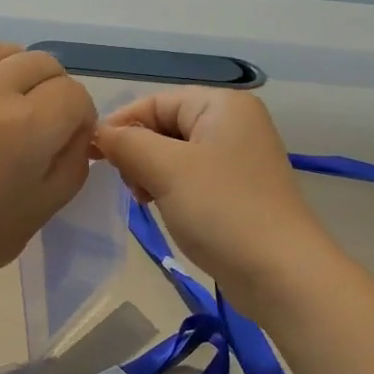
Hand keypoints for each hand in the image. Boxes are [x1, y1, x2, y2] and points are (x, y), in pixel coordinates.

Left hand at [0, 43, 97, 312]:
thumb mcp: (43, 209)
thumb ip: (72, 160)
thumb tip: (76, 130)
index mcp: (25, 126)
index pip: (74, 94)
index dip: (80, 118)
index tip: (68, 142)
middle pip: (43, 63)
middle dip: (54, 92)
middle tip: (42, 127)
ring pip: (4, 52)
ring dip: (18, 76)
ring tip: (7, 112)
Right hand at [96, 88, 342, 318]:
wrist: (280, 272)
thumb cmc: (222, 210)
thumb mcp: (167, 170)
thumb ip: (128, 144)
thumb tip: (100, 133)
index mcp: (223, 105)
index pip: (156, 101)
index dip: (121, 124)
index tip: (92, 156)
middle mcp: (235, 123)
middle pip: (167, 125)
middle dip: (139, 151)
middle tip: (129, 185)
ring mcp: (241, 159)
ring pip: (178, 155)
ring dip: (153, 174)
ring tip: (145, 200)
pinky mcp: (241, 191)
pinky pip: (194, 178)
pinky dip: (172, 190)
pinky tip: (165, 209)